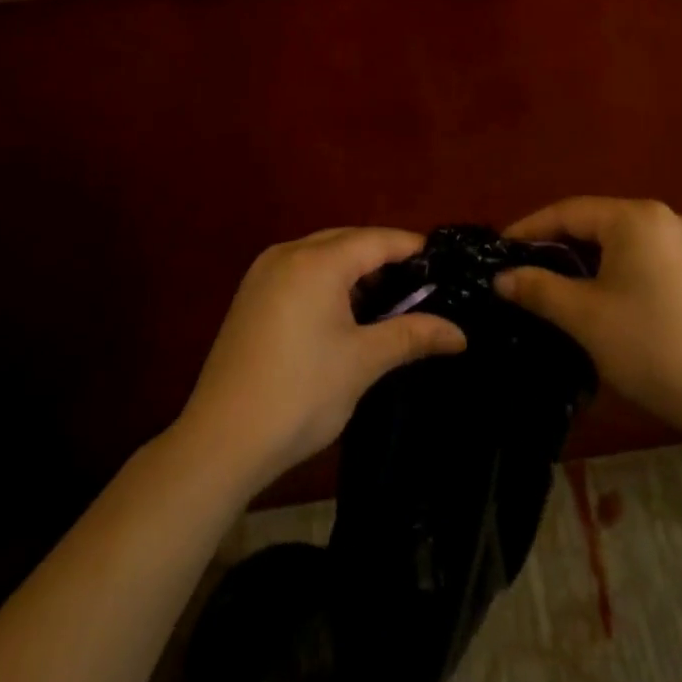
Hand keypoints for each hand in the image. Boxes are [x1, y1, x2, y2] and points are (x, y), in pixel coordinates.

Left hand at [176, 228, 466, 491]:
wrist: (220, 442)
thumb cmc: (300, 395)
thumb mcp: (363, 363)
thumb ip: (412, 336)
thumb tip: (460, 334)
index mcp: (316, 261)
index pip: (377, 240)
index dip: (413, 248)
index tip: (445, 264)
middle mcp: (287, 254)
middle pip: (348, 241)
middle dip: (385, 258)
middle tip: (422, 285)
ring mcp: (264, 273)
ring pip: (323, 255)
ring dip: (355, 271)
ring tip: (389, 300)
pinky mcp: (251, 296)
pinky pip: (301, 272)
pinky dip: (328, 282)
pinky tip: (345, 313)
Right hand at [496, 197, 681, 439]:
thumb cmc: (651, 346)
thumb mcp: (585, 317)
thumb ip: (538, 289)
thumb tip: (501, 278)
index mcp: (635, 217)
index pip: (568, 211)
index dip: (529, 229)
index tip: (499, 250)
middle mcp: (662, 217)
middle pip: (594, 222)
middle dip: (556, 244)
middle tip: (521, 269)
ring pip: (617, 240)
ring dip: (583, 259)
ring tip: (552, 282)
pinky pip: (640, 255)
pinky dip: (612, 268)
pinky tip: (597, 294)